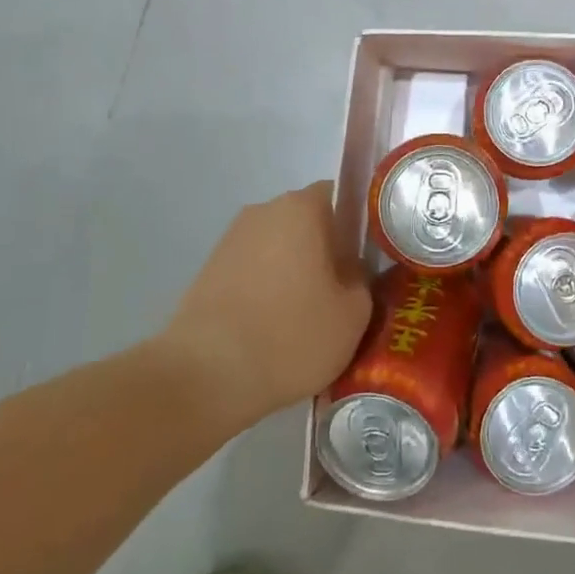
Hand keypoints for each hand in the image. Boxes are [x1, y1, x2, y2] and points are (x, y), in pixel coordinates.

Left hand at [159, 183, 372, 431]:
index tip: (369, 259)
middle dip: (327, 249)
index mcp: (303, 207)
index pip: (343, 195)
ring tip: (308, 316)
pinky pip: (253, 270)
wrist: (205, 377)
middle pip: (309, 221)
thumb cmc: (291, 336)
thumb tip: (350, 269)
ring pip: (279, 247)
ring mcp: (231, 239)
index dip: (360, 225)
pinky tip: (274, 327)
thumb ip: (362, 278)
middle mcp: (264, 210)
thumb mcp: (354, 313)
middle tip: (344, 291)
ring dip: (295, 271)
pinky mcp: (208, 271)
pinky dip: (267, 289)